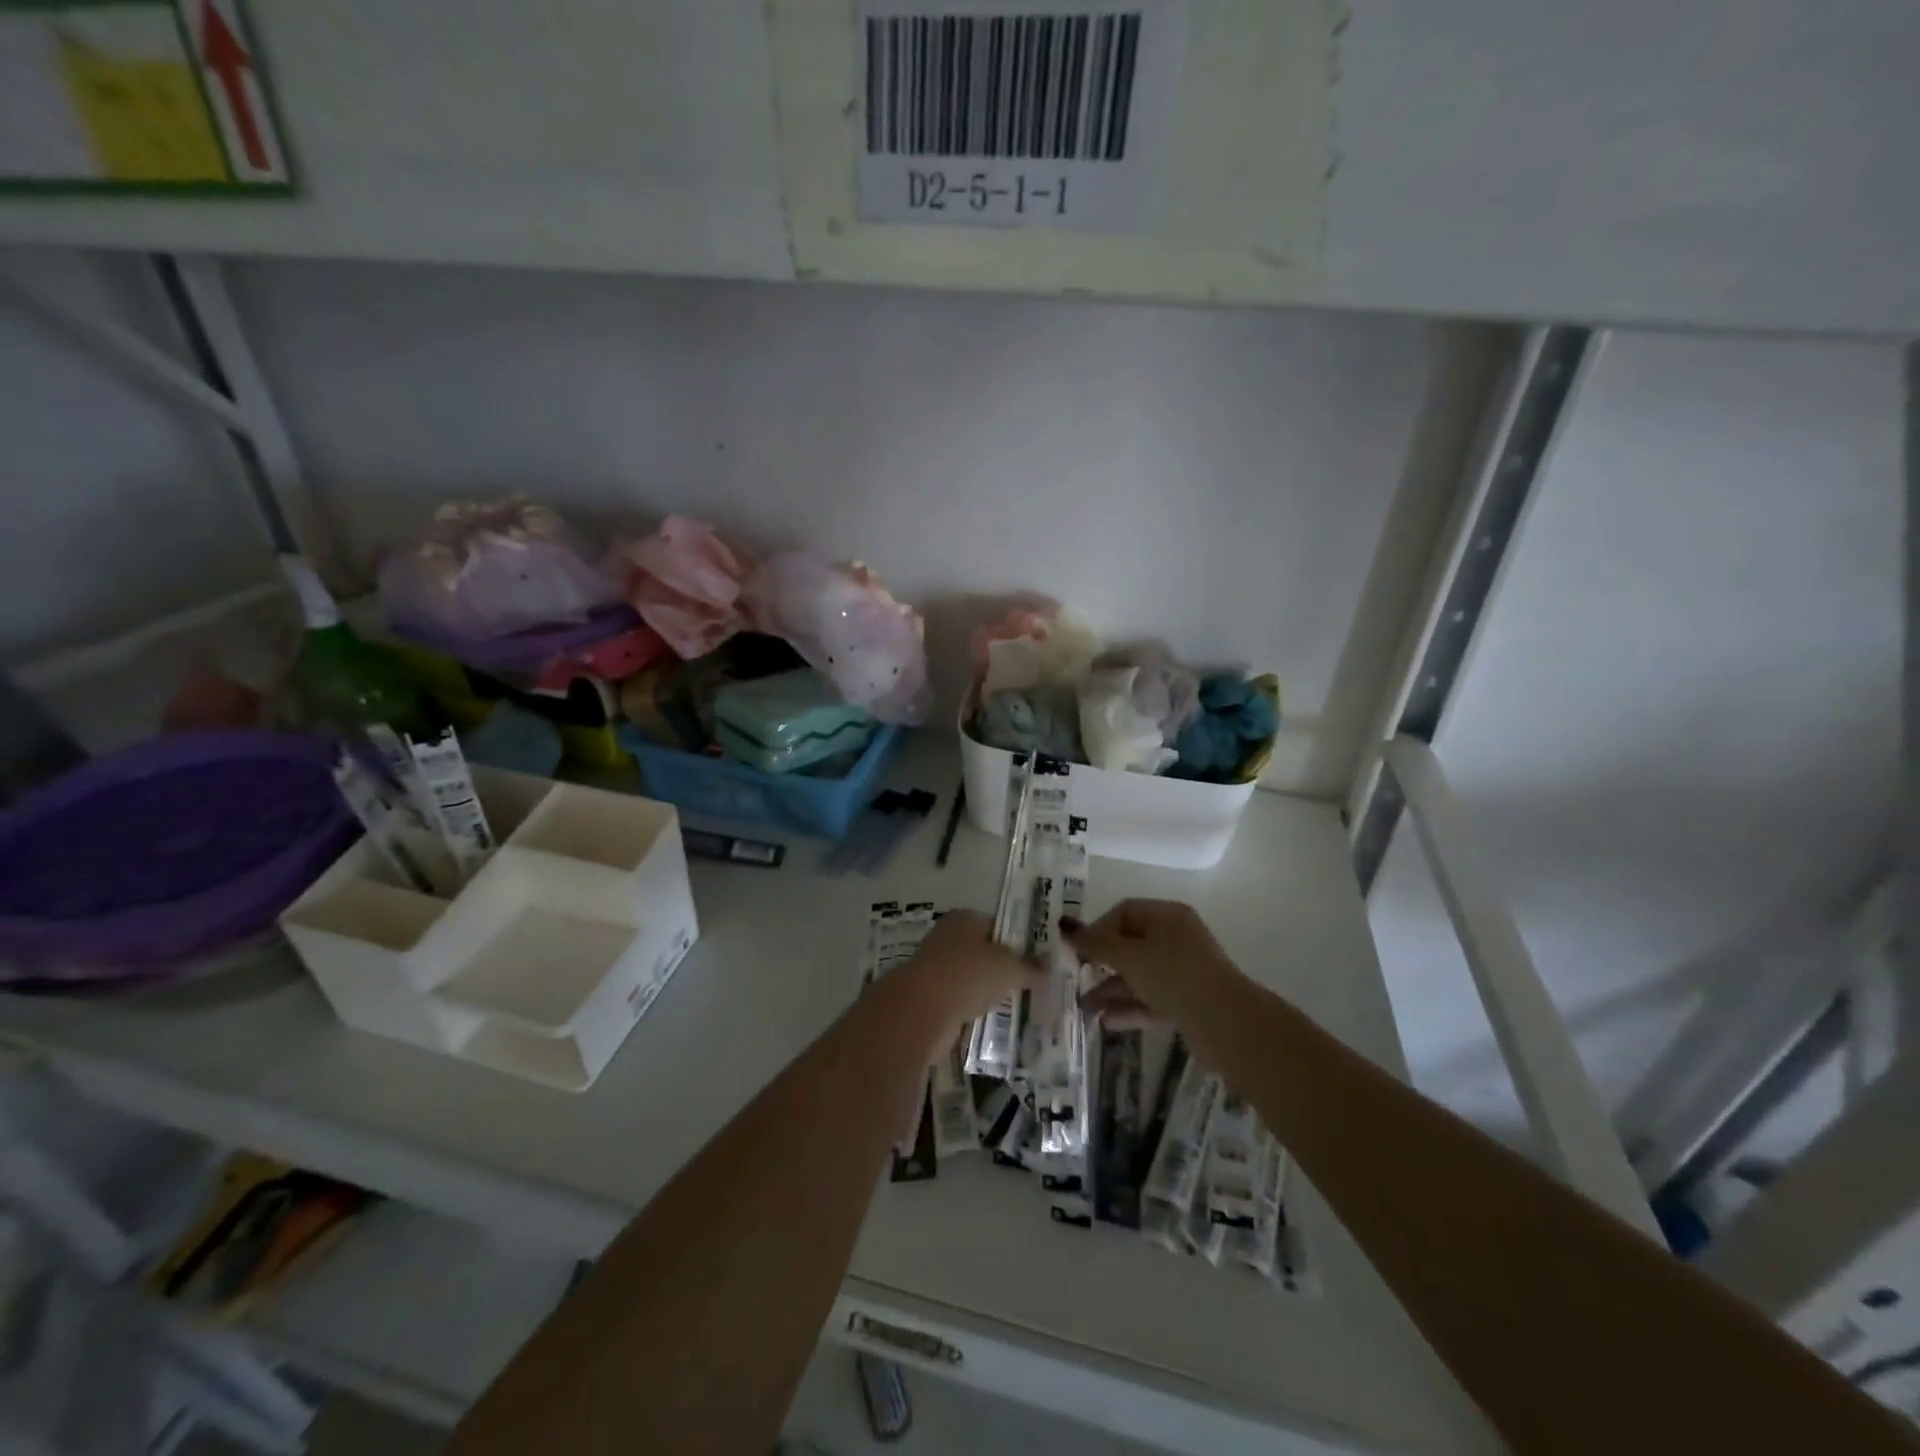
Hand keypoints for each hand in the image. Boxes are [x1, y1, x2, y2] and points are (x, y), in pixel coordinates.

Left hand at [895, 909, 1037, 1026]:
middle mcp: (947, 938)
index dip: (1017, 942)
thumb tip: (1048, 967)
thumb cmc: (969, 974)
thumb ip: (1030, 967)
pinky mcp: (930, 998)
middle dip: (1004, 969)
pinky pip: (961, 1002)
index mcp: (964, 918)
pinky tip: (993, 1022)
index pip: (997, 925)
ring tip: (1017, 1007)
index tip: (1037, 962)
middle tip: (1031, 986)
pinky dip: (974, 1011)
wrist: (922, 1011)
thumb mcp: (1010, 967)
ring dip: (988, 992)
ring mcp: (936, 968)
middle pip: (983, 953)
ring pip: (972, 979)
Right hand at [1062, 899, 1235, 1023]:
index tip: (1079, 951)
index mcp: (1167, 916)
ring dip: (1112, 990)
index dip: (1099, 928)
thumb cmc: (1173, 975)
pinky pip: (1151, 998)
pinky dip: (1130, 1007)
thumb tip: (1066, 930)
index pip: (1125, 912)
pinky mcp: (1188, 1000)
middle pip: (1131, 944)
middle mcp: (1176, 938)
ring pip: (1140, 975)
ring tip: (1086, 1009)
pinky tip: (1107, 1022)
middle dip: (1102, 963)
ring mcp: (1183, 971)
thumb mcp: (1129, 957)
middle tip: (1077, 978)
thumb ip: (1096, 944)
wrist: (1225, 1023)